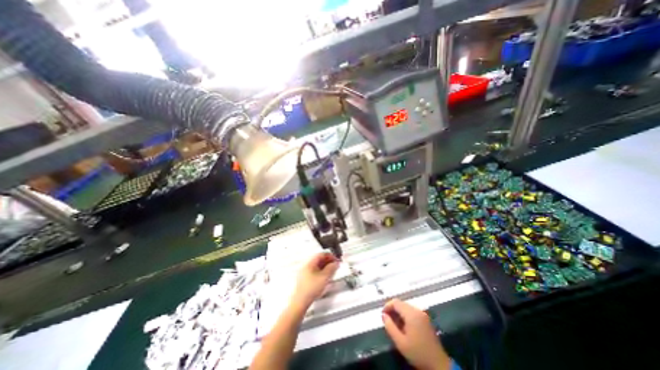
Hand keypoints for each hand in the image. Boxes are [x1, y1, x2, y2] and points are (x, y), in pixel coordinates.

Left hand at [291, 252, 339, 309]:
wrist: (300, 302)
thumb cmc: (310, 289)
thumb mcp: (325, 277)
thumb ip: (332, 268)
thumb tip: (336, 263)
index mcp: (310, 262)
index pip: (322, 254)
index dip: (331, 256)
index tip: (336, 260)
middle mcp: (306, 265)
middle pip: (319, 259)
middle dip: (328, 262)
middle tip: (335, 266)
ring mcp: (304, 272)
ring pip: (317, 266)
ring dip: (325, 267)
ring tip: (331, 272)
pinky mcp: (304, 279)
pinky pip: (315, 272)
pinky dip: (321, 272)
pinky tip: (324, 278)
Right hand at [382, 298, 454, 369]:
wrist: (438, 364)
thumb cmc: (418, 353)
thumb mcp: (400, 342)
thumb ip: (389, 326)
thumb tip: (384, 315)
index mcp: (411, 314)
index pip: (396, 302)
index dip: (387, 306)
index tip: (382, 314)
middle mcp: (417, 310)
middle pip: (401, 303)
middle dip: (393, 310)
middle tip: (387, 320)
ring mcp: (423, 314)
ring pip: (406, 307)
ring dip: (399, 313)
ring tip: (395, 324)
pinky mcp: (426, 319)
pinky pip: (412, 312)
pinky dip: (405, 315)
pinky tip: (404, 326)